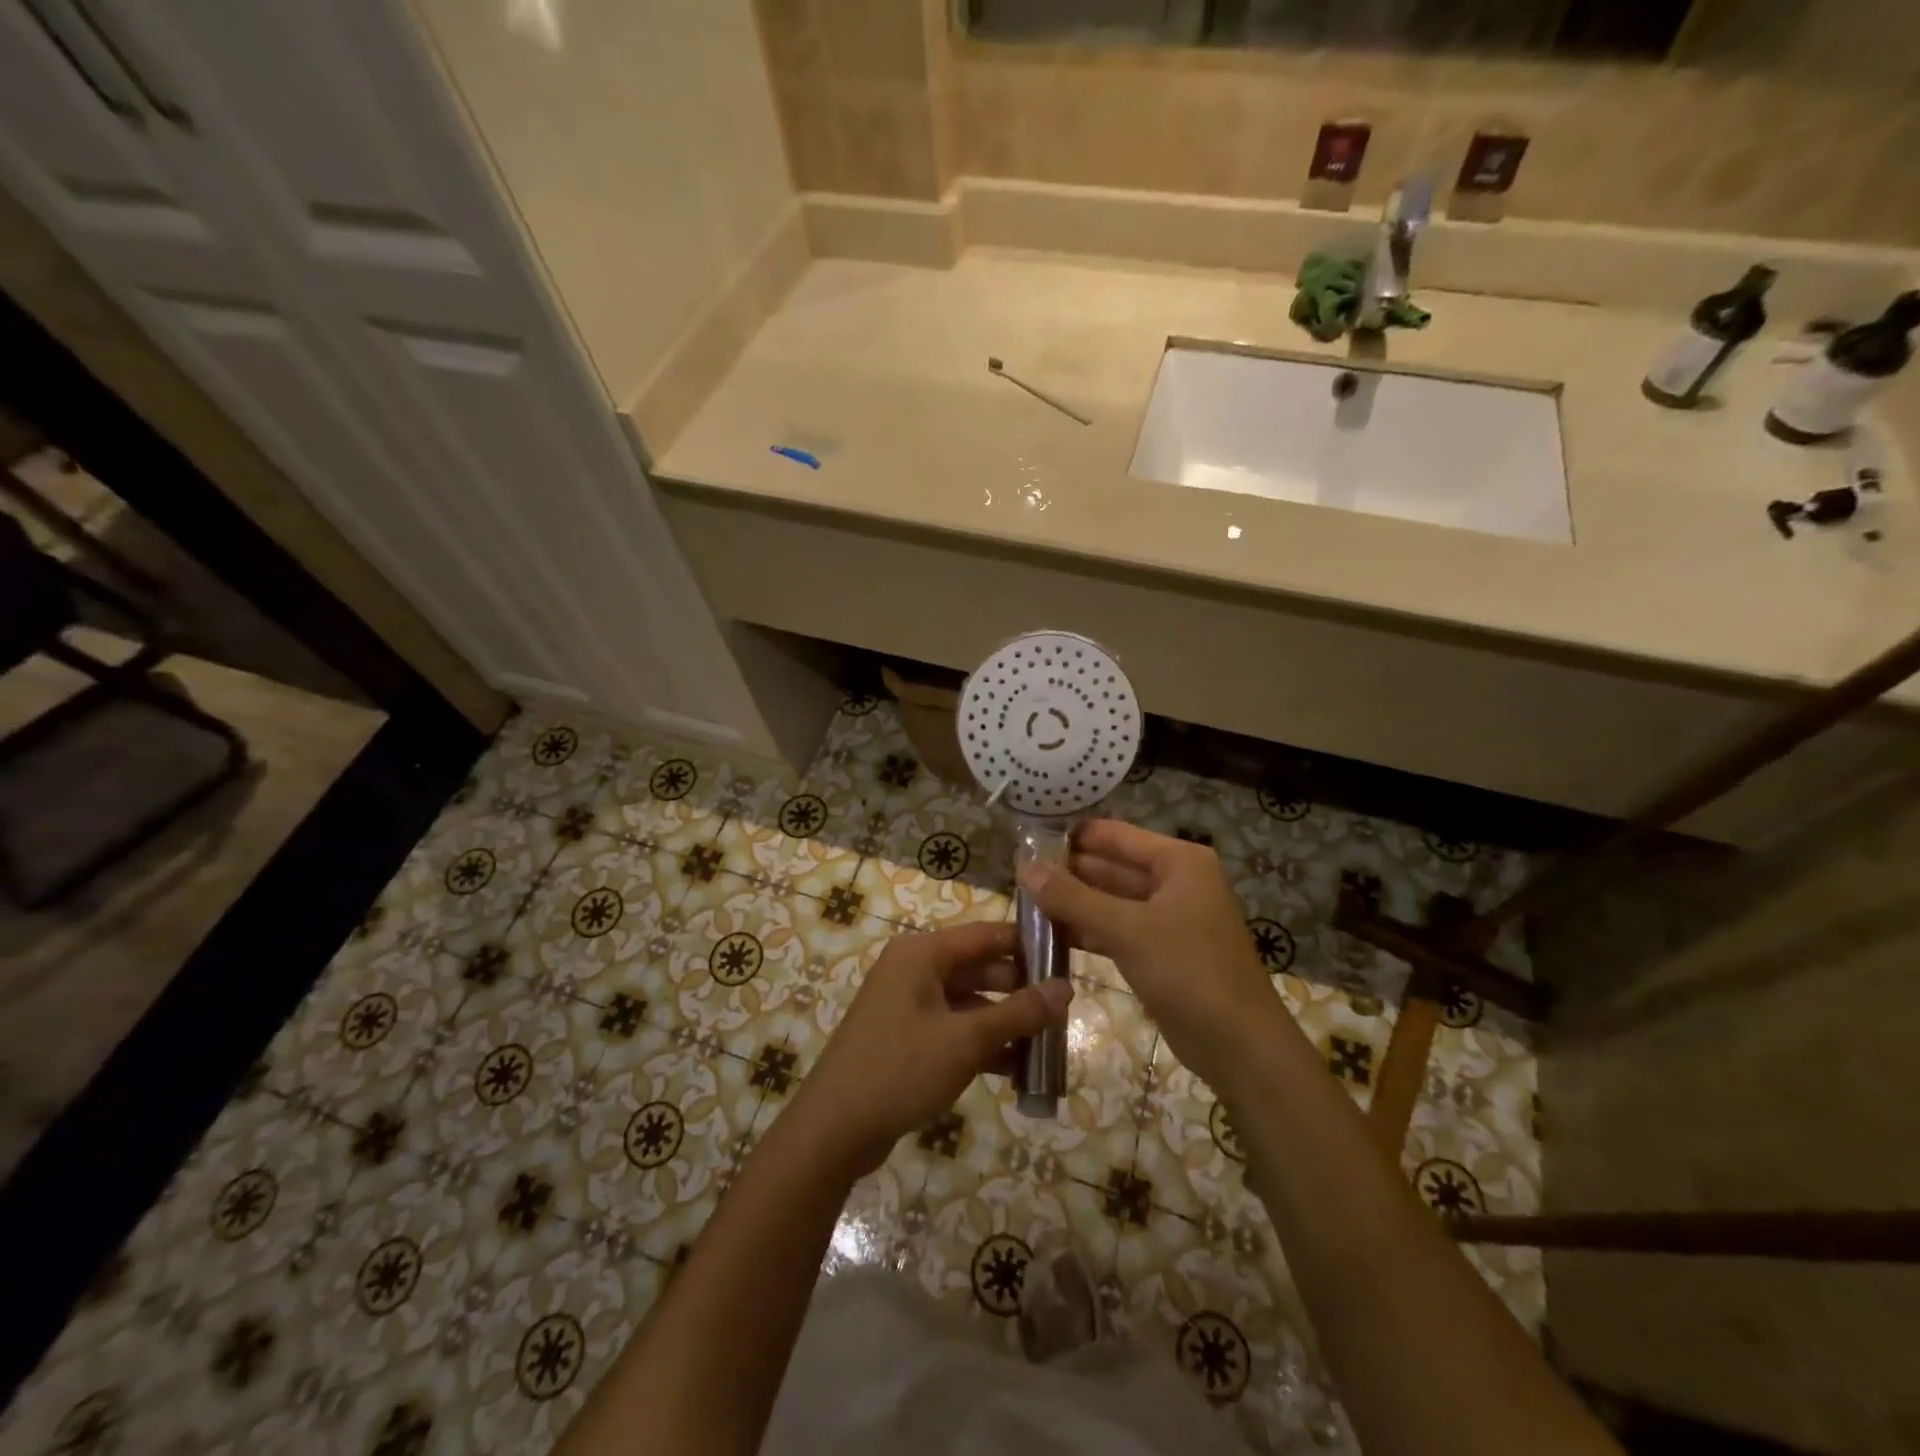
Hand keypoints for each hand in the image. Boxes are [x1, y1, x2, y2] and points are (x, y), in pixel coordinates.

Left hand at [789, 920, 1072, 1176]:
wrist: (834, 1129)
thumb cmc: (900, 1069)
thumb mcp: (966, 1040)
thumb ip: (1018, 1012)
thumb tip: (1067, 988)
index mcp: (922, 953)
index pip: (987, 934)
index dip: (1028, 944)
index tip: (1069, 959)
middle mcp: (915, 970)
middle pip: (981, 969)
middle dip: (1022, 992)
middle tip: (1066, 1012)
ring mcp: (910, 1005)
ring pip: (971, 1004)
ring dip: (1007, 1025)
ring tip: (1050, 1048)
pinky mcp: (909, 1038)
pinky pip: (956, 1030)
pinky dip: (984, 1046)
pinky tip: (1018, 1073)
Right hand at [1020, 820, 1279, 1089]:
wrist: (1239, 1046)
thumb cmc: (1188, 972)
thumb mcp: (1127, 929)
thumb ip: (1073, 897)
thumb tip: (1024, 867)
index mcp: (1178, 861)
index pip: (1114, 835)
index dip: (1072, 836)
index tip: (1027, 842)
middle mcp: (1175, 881)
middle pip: (1112, 866)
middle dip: (1069, 872)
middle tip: (1018, 876)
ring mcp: (1170, 917)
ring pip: (1112, 900)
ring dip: (1075, 903)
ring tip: (1025, 902)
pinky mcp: (1162, 951)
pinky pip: (1118, 929)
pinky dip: (1089, 930)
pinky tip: (1052, 934)